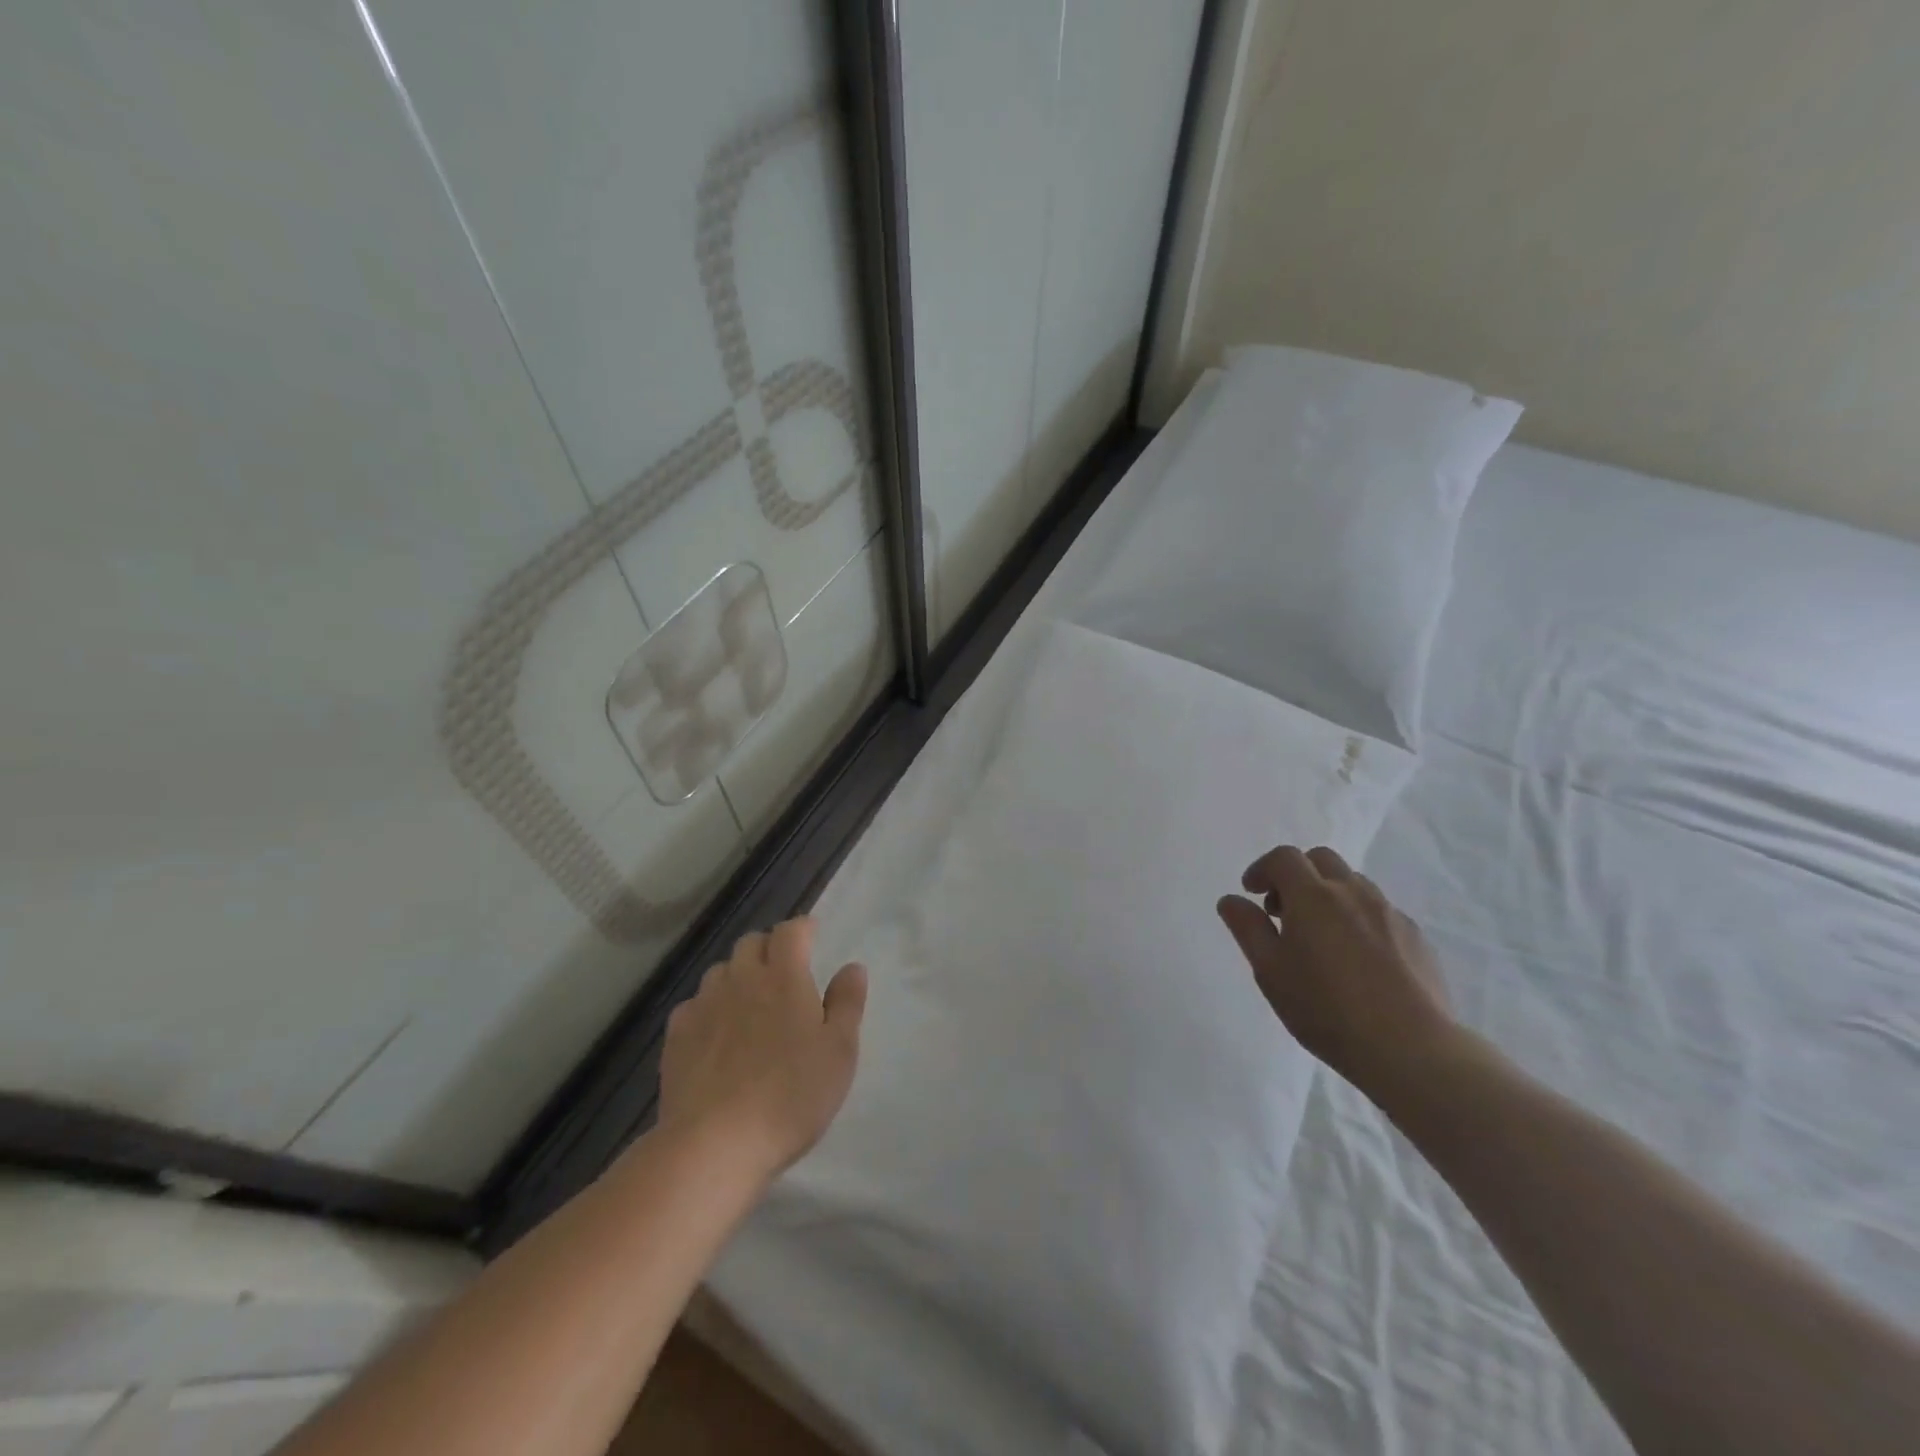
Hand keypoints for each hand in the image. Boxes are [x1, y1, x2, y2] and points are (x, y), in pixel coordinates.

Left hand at [657, 916, 866, 1178]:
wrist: (714, 1144)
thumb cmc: (791, 1095)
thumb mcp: (838, 1052)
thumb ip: (847, 1003)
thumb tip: (852, 967)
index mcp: (784, 977)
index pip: (790, 931)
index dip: (802, 929)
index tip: (812, 936)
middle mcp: (741, 980)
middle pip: (751, 943)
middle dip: (770, 948)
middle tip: (785, 972)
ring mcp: (704, 1006)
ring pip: (721, 971)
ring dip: (738, 976)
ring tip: (751, 1004)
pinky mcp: (676, 1036)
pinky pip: (695, 1004)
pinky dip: (710, 1008)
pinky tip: (717, 1035)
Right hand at [1217, 845, 1455, 1095]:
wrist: (1410, 1048)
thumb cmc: (1326, 1009)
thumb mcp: (1270, 971)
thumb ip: (1248, 928)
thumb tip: (1231, 900)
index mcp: (1313, 896)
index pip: (1283, 858)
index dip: (1262, 869)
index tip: (1252, 893)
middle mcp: (1353, 892)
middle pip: (1321, 859)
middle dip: (1296, 875)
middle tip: (1283, 910)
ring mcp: (1390, 913)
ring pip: (1353, 883)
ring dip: (1329, 894)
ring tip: (1320, 935)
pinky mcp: (1416, 937)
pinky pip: (1379, 911)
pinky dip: (1358, 918)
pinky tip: (1357, 958)